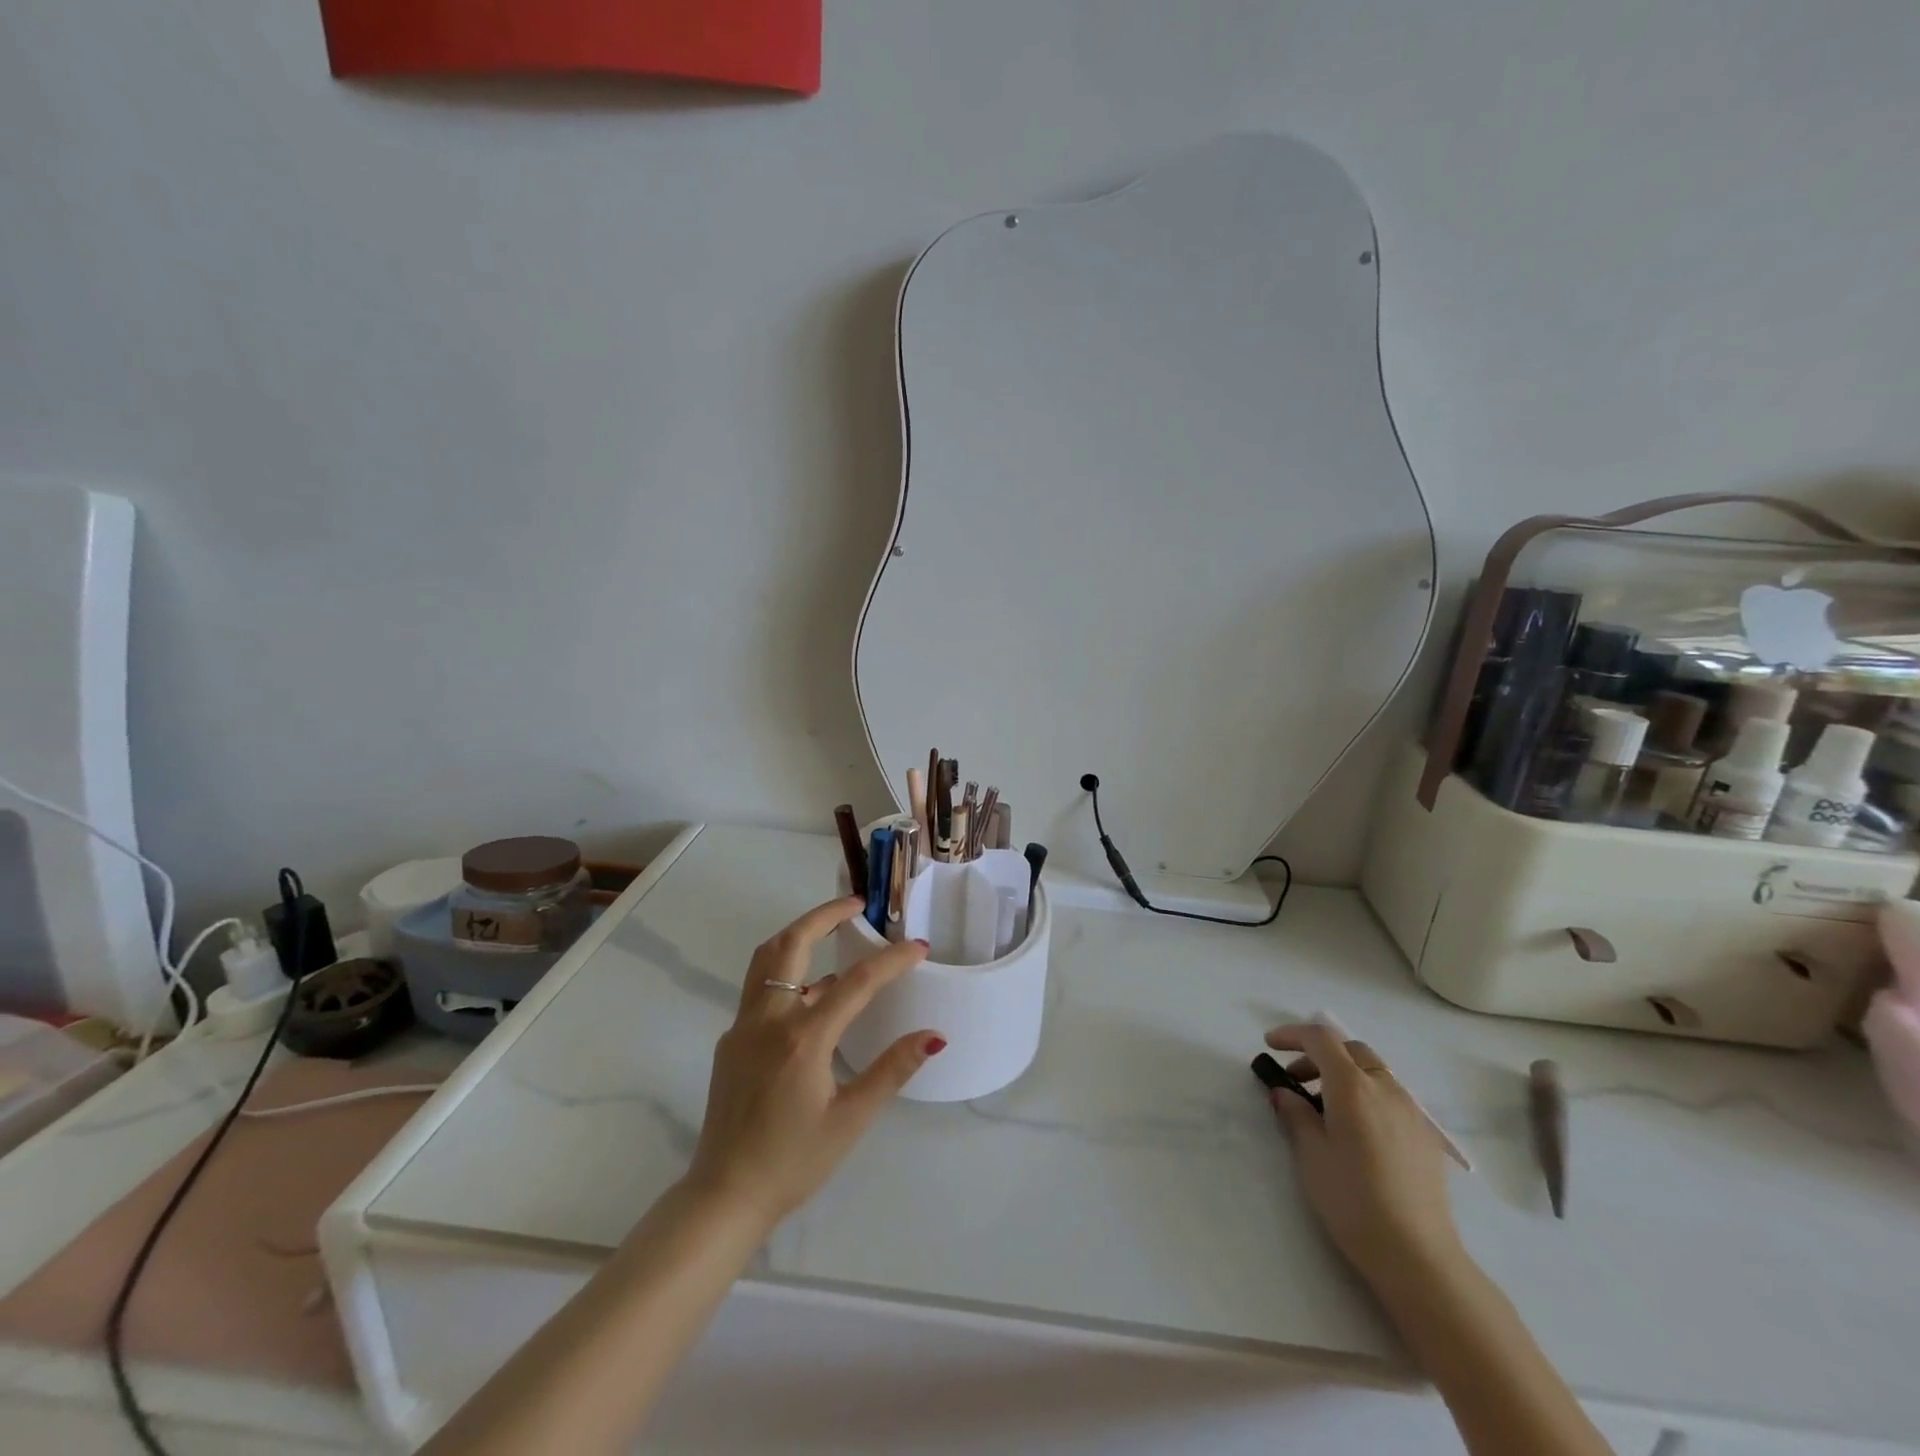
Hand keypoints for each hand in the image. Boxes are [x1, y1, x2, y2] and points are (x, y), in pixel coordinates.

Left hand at [683, 897, 944, 1231]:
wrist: (724, 1196)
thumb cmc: (793, 1162)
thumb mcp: (850, 1120)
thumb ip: (892, 1070)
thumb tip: (934, 1036)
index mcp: (802, 1039)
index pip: (856, 983)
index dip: (892, 960)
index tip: (919, 946)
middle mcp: (768, 1020)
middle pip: (791, 943)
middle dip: (824, 914)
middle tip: (857, 904)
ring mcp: (743, 1028)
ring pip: (767, 960)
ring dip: (799, 936)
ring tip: (834, 933)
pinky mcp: (731, 1041)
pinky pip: (762, 991)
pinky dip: (789, 974)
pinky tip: (814, 995)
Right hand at [1264, 1024, 1464, 1285]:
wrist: (1418, 1256)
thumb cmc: (1352, 1200)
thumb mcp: (1310, 1154)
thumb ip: (1295, 1114)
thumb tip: (1286, 1093)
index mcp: (1352, 1086)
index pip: (1320, 1038)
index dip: (1292, 1034)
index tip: (1270, 1045)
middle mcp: (1386, 1088)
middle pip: (1351, 1049)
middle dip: (1320, 1054)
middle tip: (1296, 1079)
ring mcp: (1412, 1112)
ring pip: (1374, 1072)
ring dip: (1345, 1074)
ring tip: (1325, 1109)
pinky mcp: (1426, 1137)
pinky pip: (1391, 1097)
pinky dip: (1367, 1095)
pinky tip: (1357, 1133)